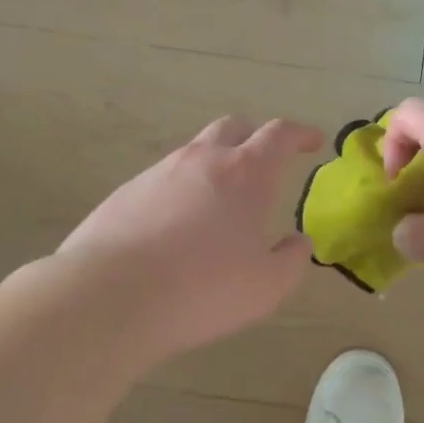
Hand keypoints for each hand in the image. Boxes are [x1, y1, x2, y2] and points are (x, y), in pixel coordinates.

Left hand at [56, 116, 322, 356]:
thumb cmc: (202, 289)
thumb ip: (291, 260)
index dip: (301, 134)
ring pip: (196, 151)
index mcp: (245, 173)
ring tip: (220, 202)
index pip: (280, 135)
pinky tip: (177, 226)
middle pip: (234, 127)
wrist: (110, 295)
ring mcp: (160, 171)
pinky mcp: (127, 191)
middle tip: (265, 162)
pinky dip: (182, 189)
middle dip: (254, 137)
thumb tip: (298, 242)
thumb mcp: (266, 287)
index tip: (313, 141)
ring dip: (216, 164)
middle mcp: (203, 159)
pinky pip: (165, 178)